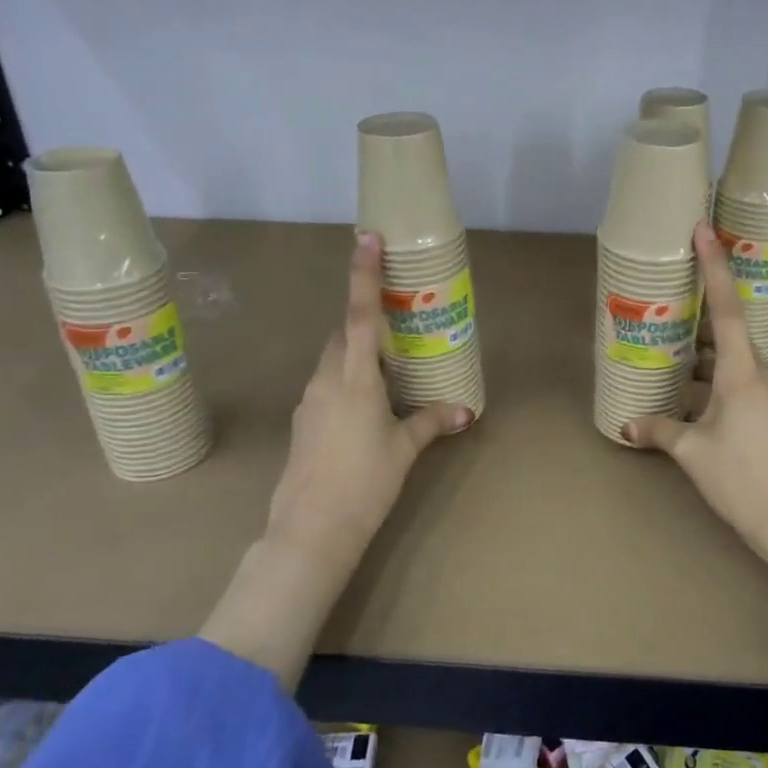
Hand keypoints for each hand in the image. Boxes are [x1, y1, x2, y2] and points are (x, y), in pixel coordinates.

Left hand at [264, 232, 473, 567]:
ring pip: (333, 363)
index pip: (361, 316)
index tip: (366, 238)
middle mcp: (326, 381)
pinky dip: (345, 385)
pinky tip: (365, 413)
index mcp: (355, 379)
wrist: (311, 529)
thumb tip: (465, 412)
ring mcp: (309, 401)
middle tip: (396, 333)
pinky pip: (326, 387)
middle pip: (343, 336)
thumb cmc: (365, 482)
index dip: (364, 275)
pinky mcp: (302, 422)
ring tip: (388, 378)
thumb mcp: (405, 450)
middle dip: (365, 327)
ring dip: (356, 359)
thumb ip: (432, 423)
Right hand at [623, 222, 767, 557]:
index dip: (715, 267)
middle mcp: (765, 375)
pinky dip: (717, 383)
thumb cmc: (742, 480)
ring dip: (706, 360)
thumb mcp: (693, 453)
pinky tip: (693, 401)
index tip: (704, 230)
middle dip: (700, 322)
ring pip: (736, 364)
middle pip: (730, 335)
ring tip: (670, 360)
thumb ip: (660, 431)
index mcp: (743, 373)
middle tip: (668, 309)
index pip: (727, 308)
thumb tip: (628, 426)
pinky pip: (744, 386)